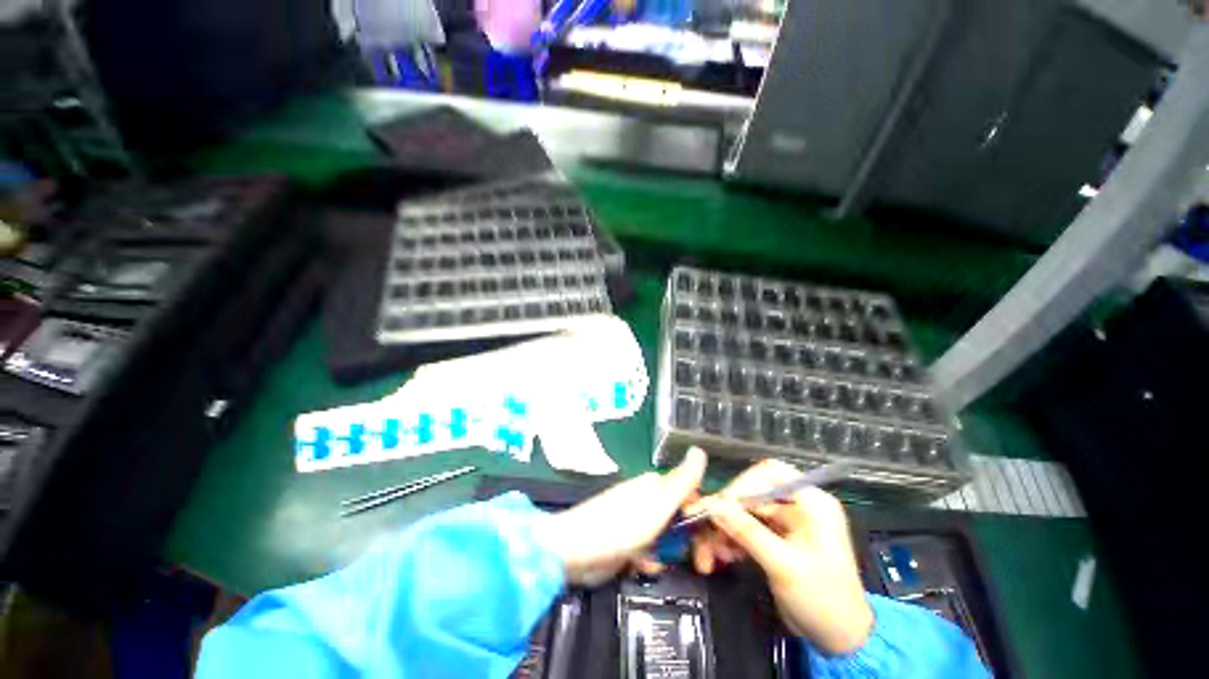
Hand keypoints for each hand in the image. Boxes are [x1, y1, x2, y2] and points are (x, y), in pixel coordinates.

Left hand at [542, 447, 705, 585]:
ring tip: (668, 563)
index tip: (720, 543)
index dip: (707, 518)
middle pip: (680, 518)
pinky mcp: (625, 543)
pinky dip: (649, 559)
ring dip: (671, 552)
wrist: (575, 550)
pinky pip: (648, 551)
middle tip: (703, 564)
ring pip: (666, 538)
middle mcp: (647, 499)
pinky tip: (644, 566)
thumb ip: (682, 480)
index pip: (691, 497)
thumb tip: (700, 449)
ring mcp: (635, 521)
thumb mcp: (658, 502)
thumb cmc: (621, 524)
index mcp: (655, 485)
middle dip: (691, 540)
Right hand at [689, 459, 872, 655]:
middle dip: (726, 513)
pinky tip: (721, 556)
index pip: (770, 473)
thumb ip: (749, 533)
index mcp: (811, 502)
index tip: (720, 504)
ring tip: (708, 553)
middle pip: (751, 494)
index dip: (743, 483)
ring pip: (744, 512)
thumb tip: (714, 506)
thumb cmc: (823, 600)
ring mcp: (784, 522)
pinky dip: (731, 540)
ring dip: (724, 530)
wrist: (840, 640)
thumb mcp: (785, 566)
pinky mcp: (774, 538)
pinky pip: (745, 529)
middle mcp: (796, 506)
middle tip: (702, 527)